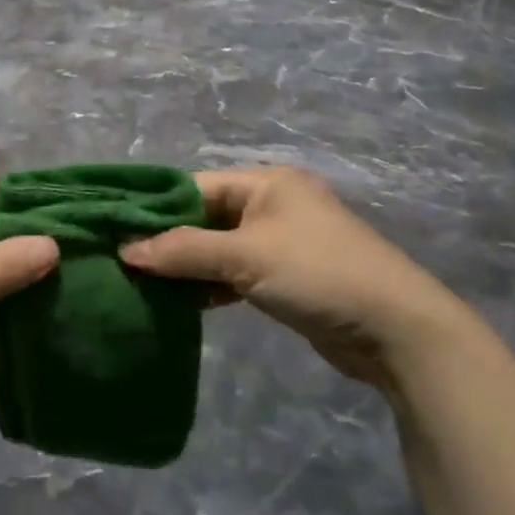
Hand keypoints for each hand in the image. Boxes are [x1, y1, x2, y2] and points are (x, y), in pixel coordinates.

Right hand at [120, 167, 466, 387]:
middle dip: (168, 241)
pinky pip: (235, 272)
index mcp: (266, 183)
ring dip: (187, 267)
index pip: (195, 187)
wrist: (397, 331)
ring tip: (142, 284)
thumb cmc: (317, 275)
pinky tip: (181, 303)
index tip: (116, 231)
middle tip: (124, 261)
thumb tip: (124, 251)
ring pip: (218, 248)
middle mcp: (273, 204)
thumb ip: (182, 251)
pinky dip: (210, 285)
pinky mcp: (287, 276)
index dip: (156, 209)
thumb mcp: (245, 257)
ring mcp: (281, 241)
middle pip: (205, 217)